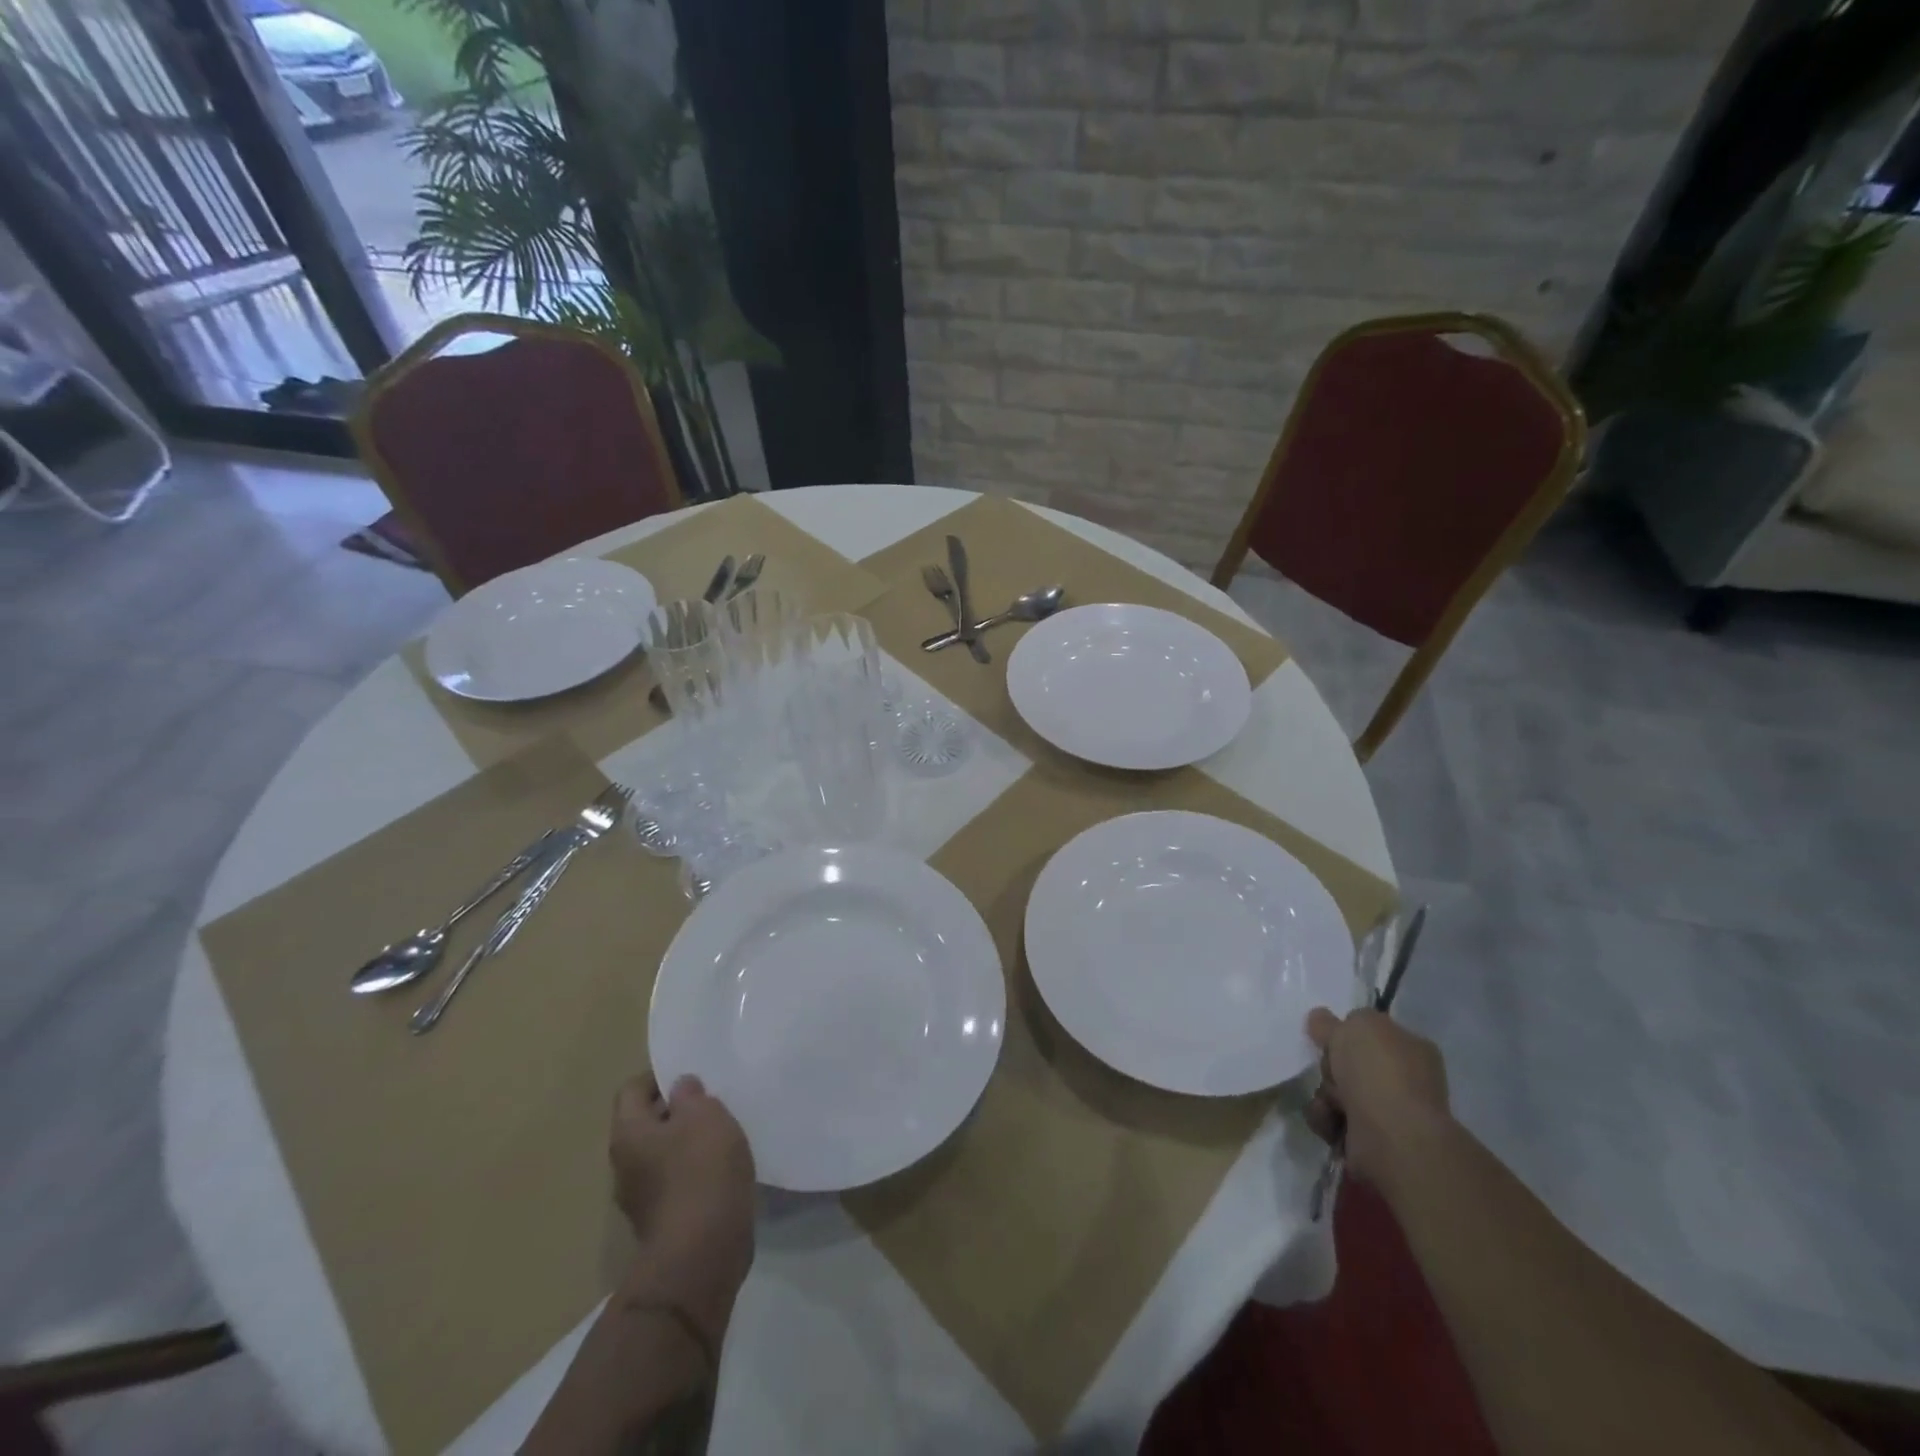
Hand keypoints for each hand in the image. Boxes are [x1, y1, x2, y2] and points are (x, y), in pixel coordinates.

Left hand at [609, 1073, 754, 1350]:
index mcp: (628, 1134)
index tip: (693, 1076)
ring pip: (663, 1154)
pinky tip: (723, 1169)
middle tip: (712, 1102)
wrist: (703, 1253)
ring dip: (688, 1142)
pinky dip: (696, 1171)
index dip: (660, 1077)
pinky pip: (676, 1182)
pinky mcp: (663, 1222)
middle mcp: (625, 1165)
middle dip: (676, 1110)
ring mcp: (641, 1198)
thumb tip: (680, 1088)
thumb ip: (691, 1095)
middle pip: (647, 1123)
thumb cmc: (701, 1170)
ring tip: (723, 1134)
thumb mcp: (705, 1115)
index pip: (632, 1090)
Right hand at [1304, 1007, 1451, 1184]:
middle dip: (1330, 1066)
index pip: (1373, 1033)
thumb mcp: (1354, 1026)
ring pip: (1336, 1091)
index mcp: (1410, 1048)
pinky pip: (1331, 1118)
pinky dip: (1324, 1117)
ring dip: (1324, 1094)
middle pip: (1349, 1063)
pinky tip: (1329, 1119)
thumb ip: (1334, 1021)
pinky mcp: (1367, 1140)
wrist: (1393, 1136)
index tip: (1328, 1037)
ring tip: (1330, 1102)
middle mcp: (1403, 1080)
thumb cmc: (1379, 1072)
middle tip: (1331, 1071)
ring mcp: (1387, 1113)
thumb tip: (1320, 1018)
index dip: (1346, 1032)